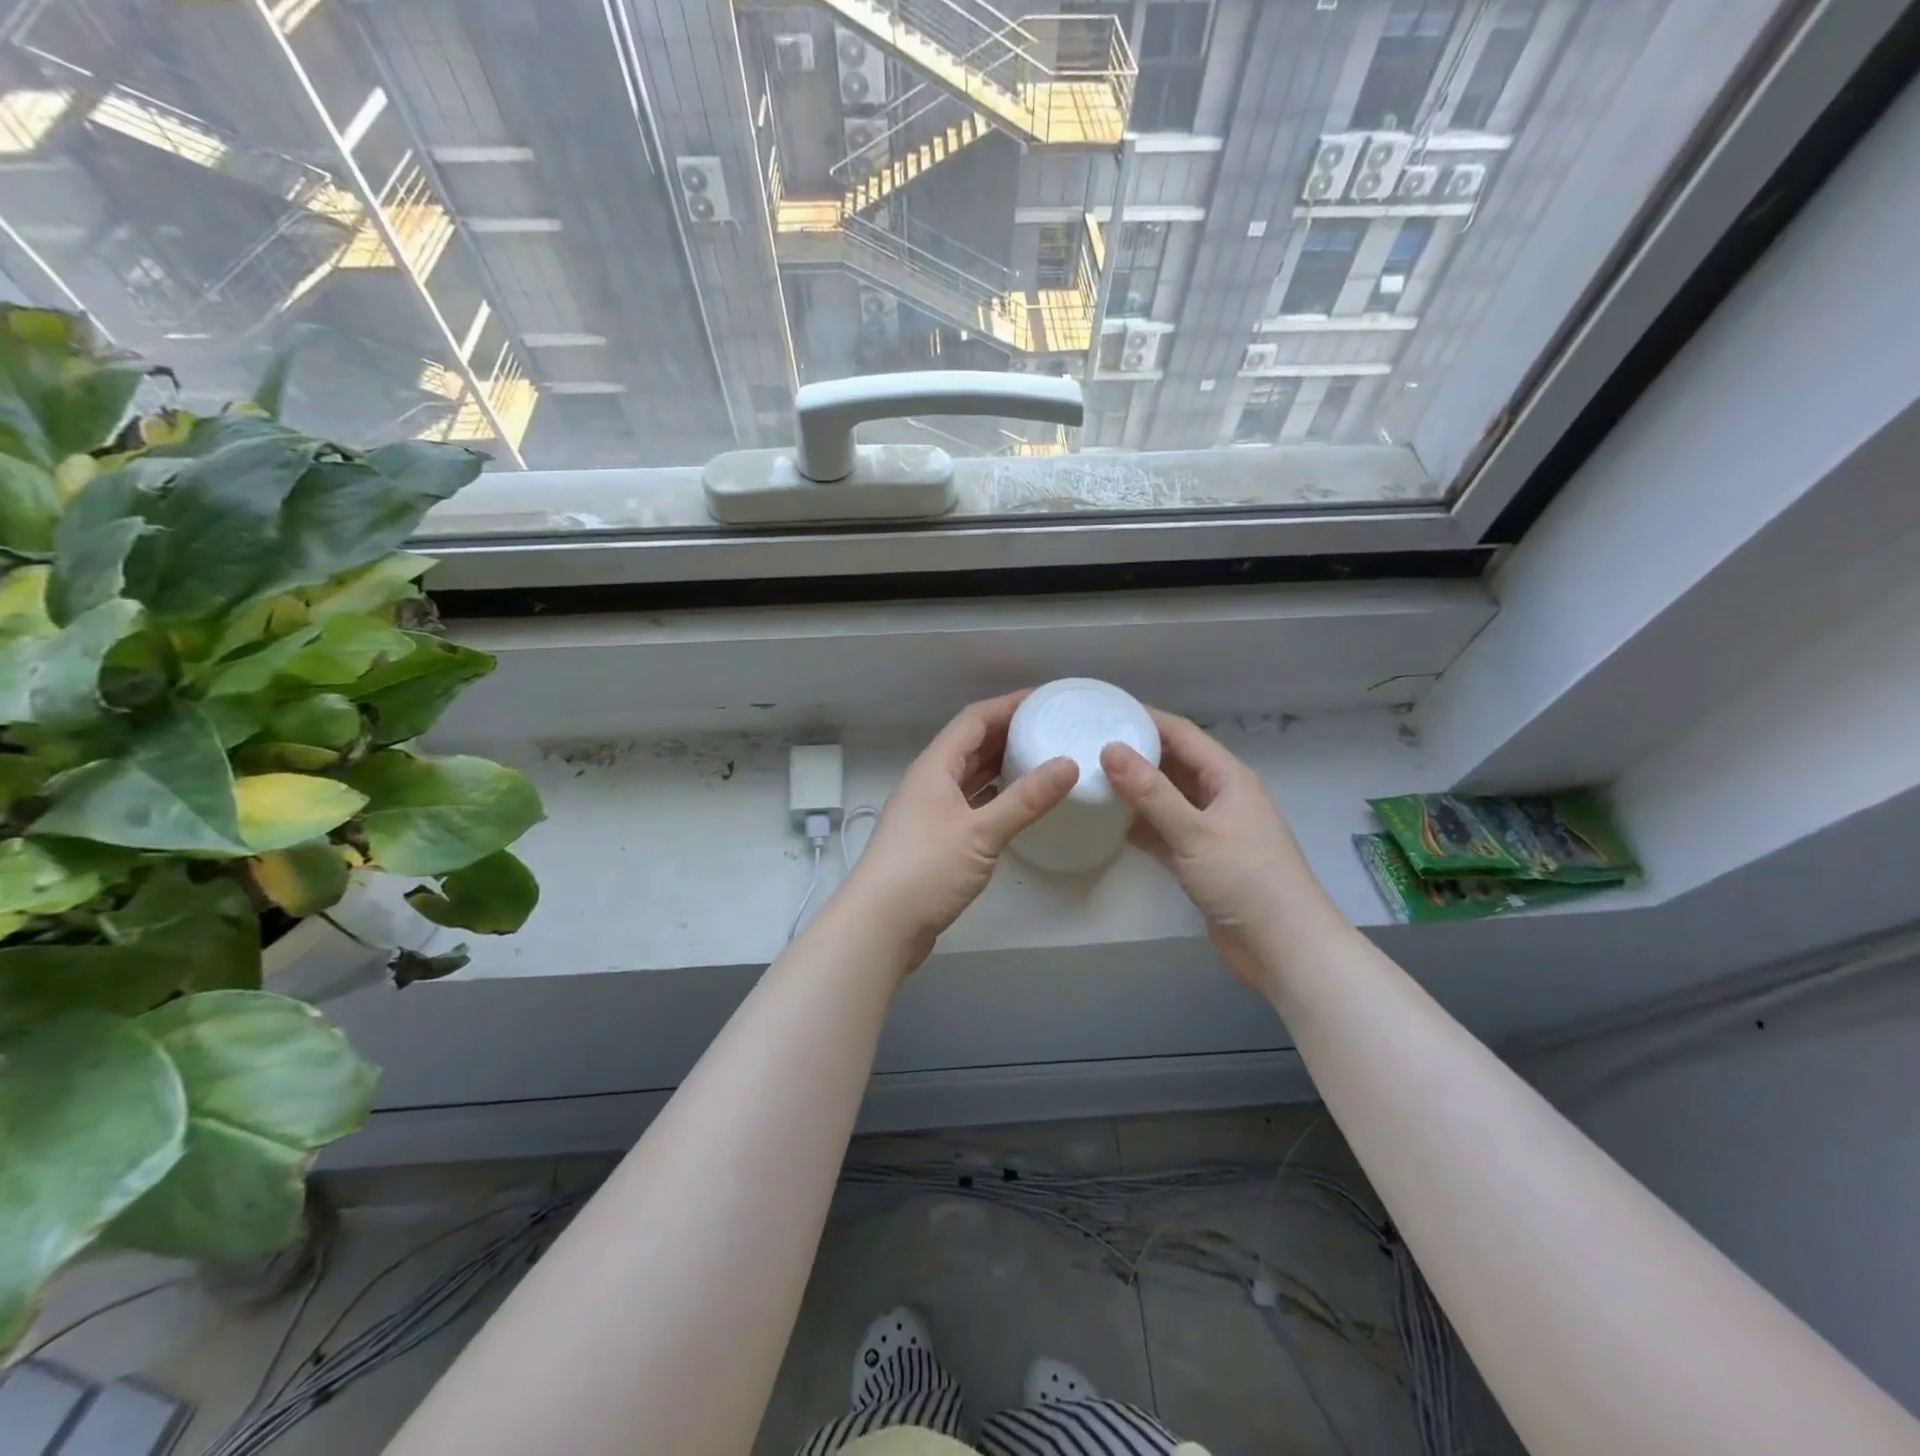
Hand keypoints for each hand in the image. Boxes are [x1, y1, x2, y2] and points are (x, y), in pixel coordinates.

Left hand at [842, 691, 1078, 963]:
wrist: (880, 925)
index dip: (1009, 705)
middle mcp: (930, 781)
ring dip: (1001, 765)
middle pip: (971, 744)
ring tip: (1042, 758)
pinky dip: (994, 796)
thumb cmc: (925, 869)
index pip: (974, 719)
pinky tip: (1017, 803)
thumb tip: (1069, 765)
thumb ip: (1025, 799)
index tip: (1046, 699)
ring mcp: (930, 811)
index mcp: (935, 767)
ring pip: (969, 775)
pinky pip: (970, 802)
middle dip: (1009, 732)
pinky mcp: (934, 838)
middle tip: (1051, 728)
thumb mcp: (981, 832)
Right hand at [1100, 710, 1344, 990]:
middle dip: (1136, 752)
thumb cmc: (1245, 880)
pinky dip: (1141, 823)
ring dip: (1136, 789)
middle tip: (1089, 743)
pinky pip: (1165, 829)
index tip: (1105, 710)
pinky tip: (1110, 821)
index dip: (1146, 718)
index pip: (1182, 734)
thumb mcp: (1193, 831)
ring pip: (1167, 797)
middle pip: (1174, 763)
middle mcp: (1220, 796)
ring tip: (1091, 776)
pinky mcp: (1201, 859)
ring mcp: (1211, 828)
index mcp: (1228, 777)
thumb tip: (1110, 749)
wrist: (1283, 947)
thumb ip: (1150, 791)